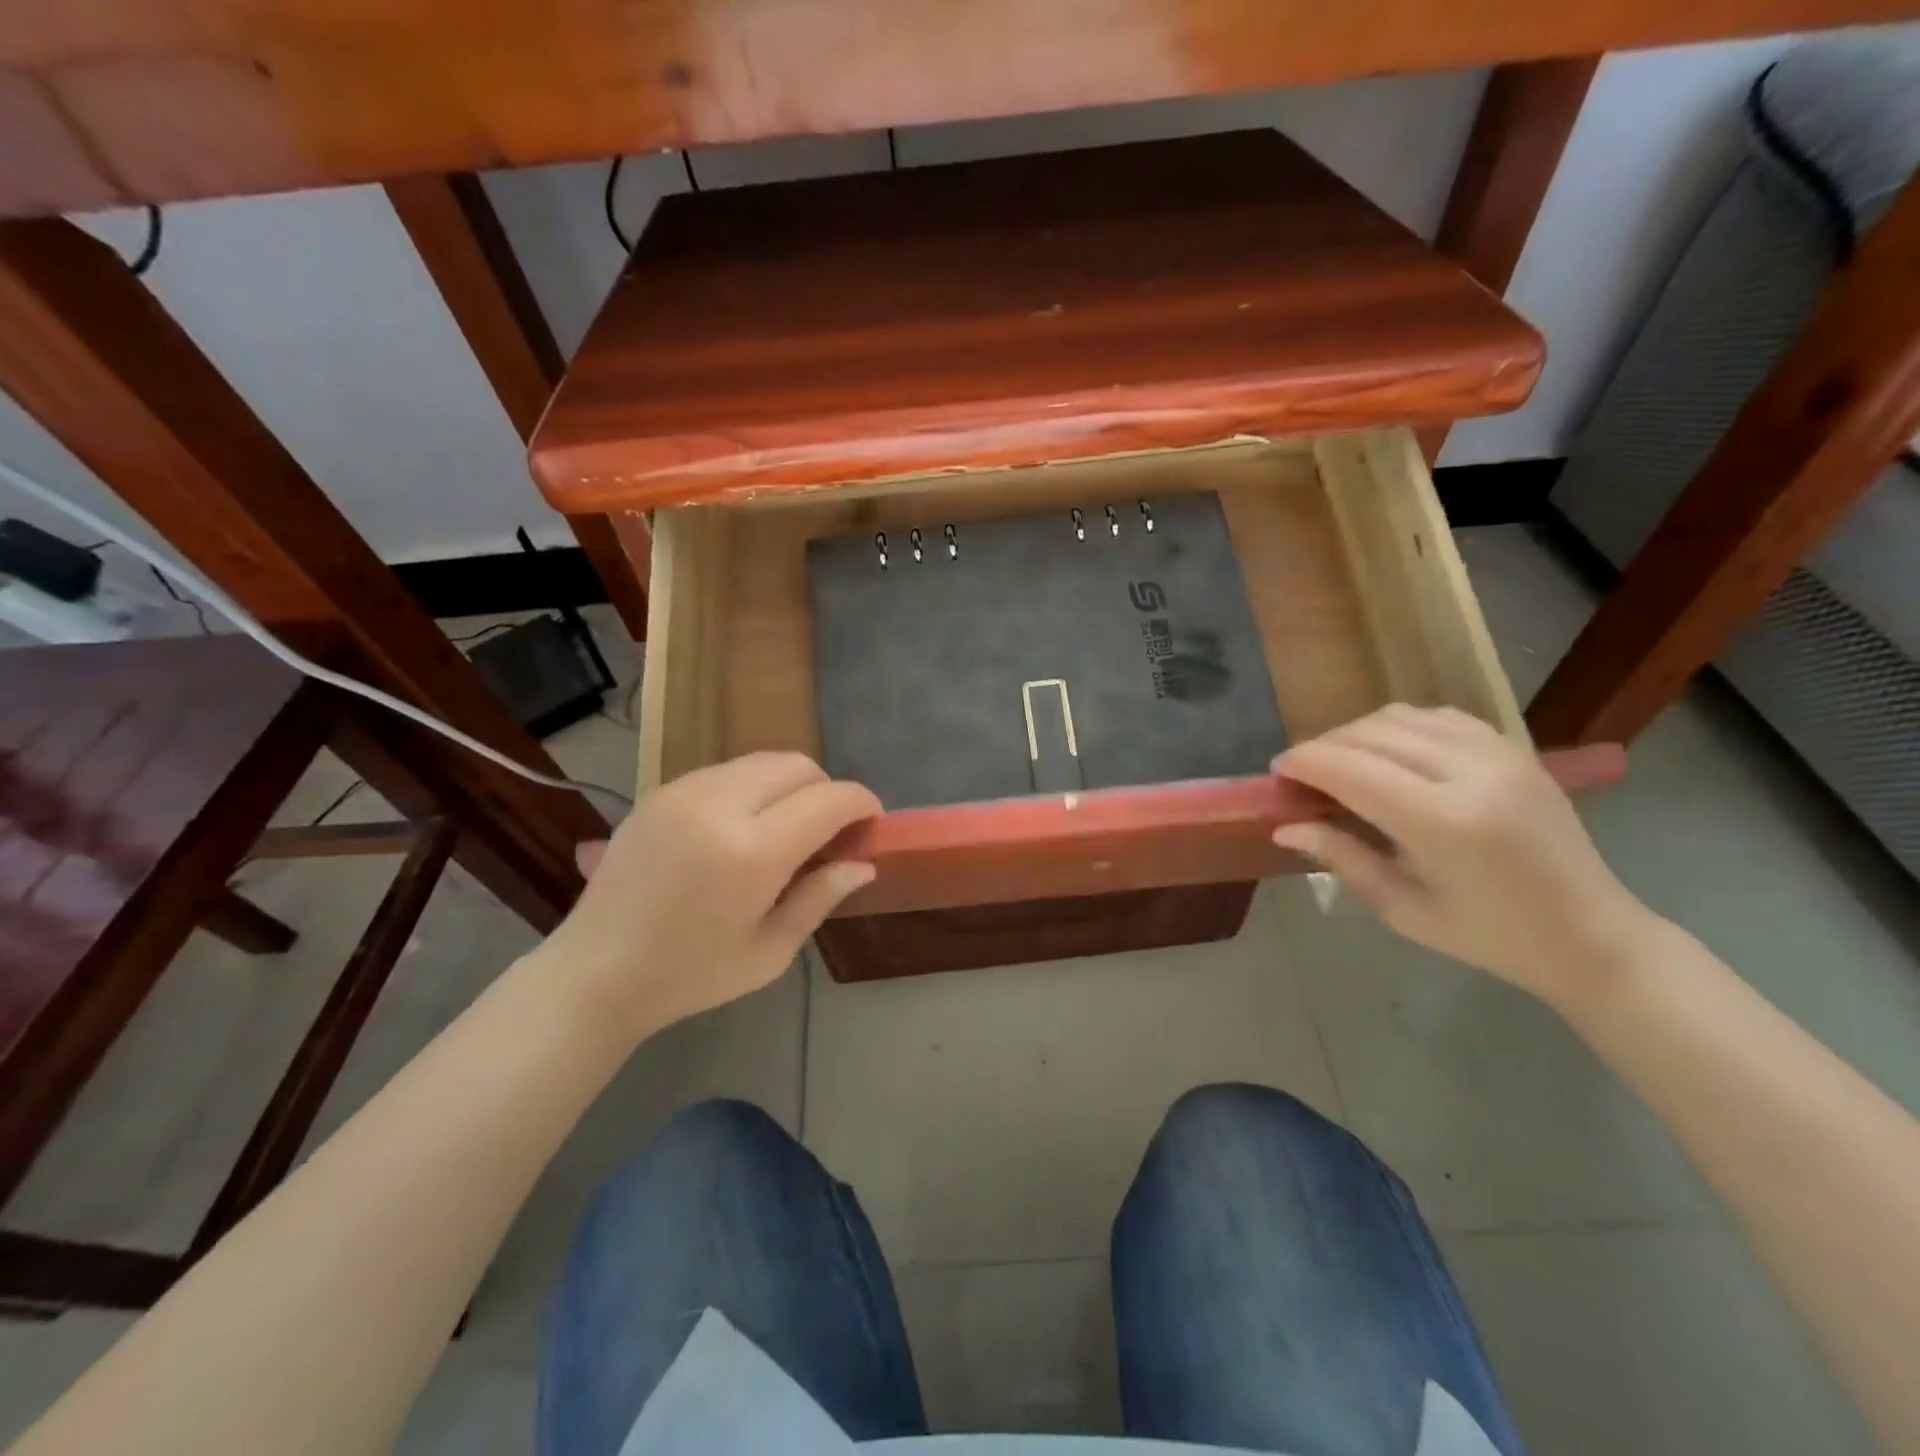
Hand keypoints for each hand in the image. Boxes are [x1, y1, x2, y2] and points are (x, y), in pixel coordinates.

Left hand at [538, 753, 880, 1042]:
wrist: (594, 972)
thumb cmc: (691, 974)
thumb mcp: (770, 950)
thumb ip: (820, 897)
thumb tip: (864, 864)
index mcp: (753, 852)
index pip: (830, 799)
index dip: (862, 804)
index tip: (871, 823)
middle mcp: (719, 805)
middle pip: (798, 765)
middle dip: (826, 790)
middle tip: (827, 832)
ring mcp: (684, 791)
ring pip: (762, 760)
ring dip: (789, 786)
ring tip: (784, 829)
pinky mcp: (660, 791)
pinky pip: (726, 771)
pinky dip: (752, 787)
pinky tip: (742, 827)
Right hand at [1272, 705, 1651, 1008]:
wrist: (1591, 935)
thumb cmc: (1489, 937)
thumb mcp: (1402, 909)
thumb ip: (1342, 858)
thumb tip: (1285, 827)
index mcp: (1444, 823)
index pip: (1352, 770)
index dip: (1305, 763)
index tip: (1277, 772)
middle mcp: (1472, 775)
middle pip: (1372, 735)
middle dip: (1324, 746)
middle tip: (1302, 774)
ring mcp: (1500, 755)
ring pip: (1402, 717)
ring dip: (1358, 733)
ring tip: (1341, 762)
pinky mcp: (1515, 750)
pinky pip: (1439, 717)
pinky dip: (1400, 727)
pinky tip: (1388, 752)